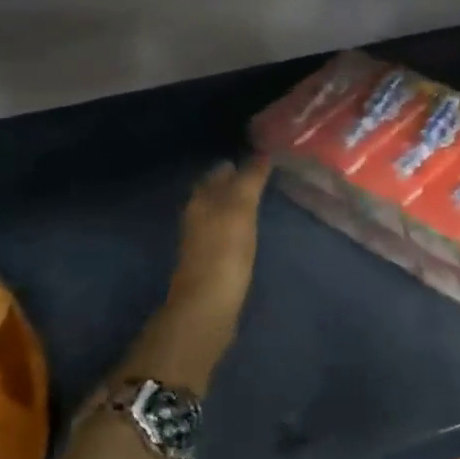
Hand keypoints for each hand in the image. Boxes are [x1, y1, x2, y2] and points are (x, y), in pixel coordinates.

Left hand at [140, 156, 270, 390]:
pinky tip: (249, 230)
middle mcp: (197, 216)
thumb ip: (250, 180)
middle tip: (262, 176)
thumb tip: (261, 154)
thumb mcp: (241, 209)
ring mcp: (202, 241)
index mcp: (202, 200)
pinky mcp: (211, 262)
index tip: (261, 157)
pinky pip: (224, 233)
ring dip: (235, 204)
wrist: (208, 305)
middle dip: (234, 183)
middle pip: (215, 192)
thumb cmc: (225, 252)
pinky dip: (236, 225)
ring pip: (219, 212)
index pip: (220, 173)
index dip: (238, 165)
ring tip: (259, 200)